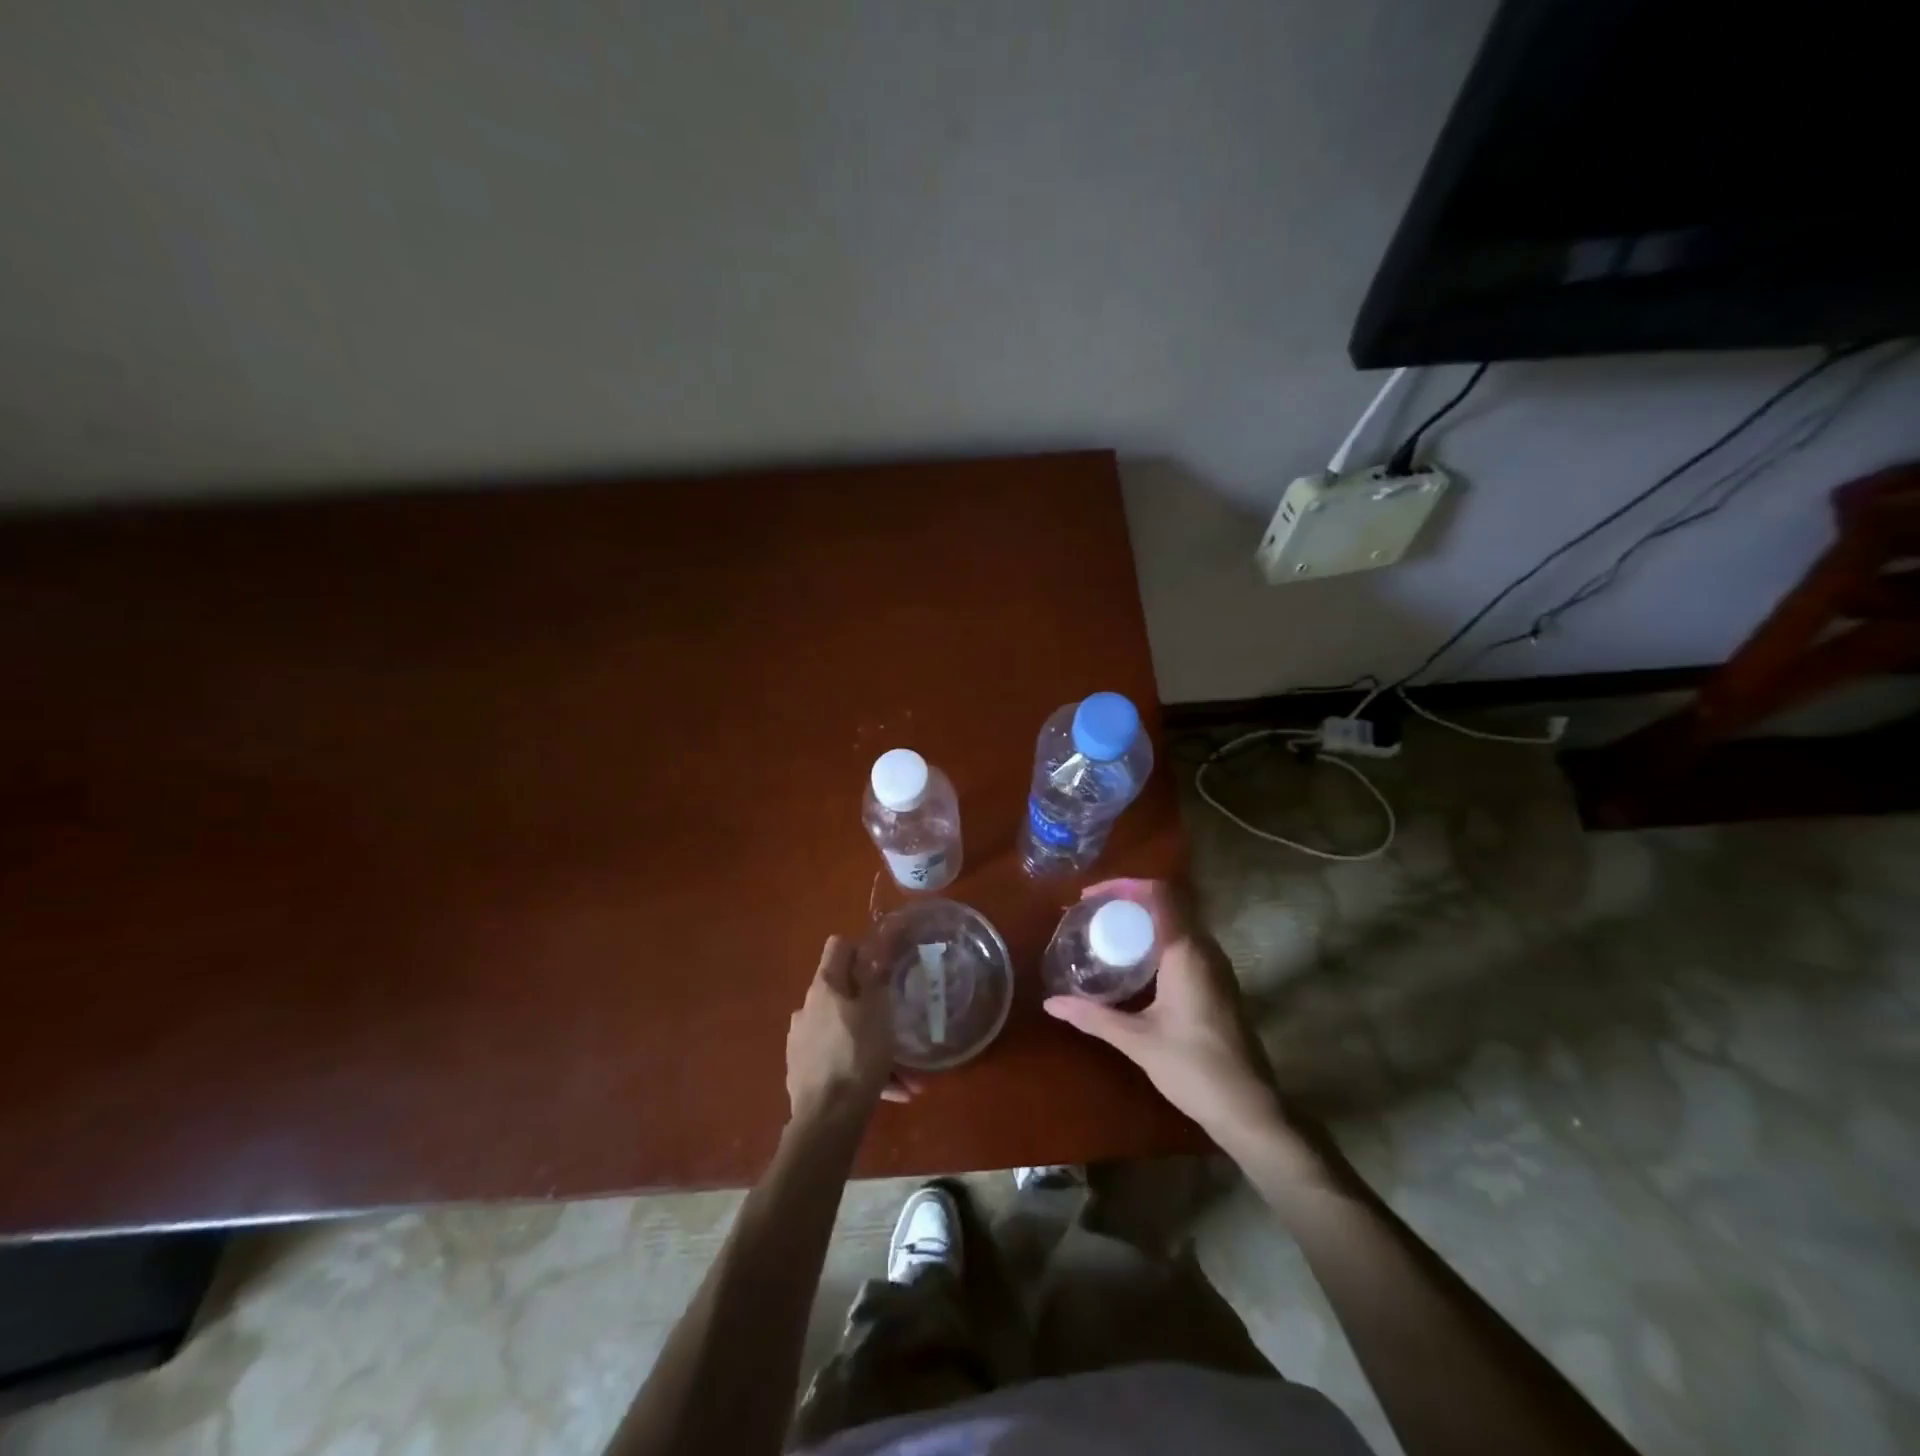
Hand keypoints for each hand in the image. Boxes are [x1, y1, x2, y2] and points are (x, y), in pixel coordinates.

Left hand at [786, 935, 919, 1123]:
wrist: (827, 1120)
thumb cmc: (859, 1055)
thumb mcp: (878, 1011)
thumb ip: (872, 978)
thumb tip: (866, 952)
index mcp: (824, 987)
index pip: (838, 947)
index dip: (861, 950)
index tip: (881, 967)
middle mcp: (806, 1008)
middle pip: (842, 994)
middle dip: (872, 1008)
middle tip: (897, 1026)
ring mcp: (800, 1042)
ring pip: (844, 1033)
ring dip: (872, 1046)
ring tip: (905, 1075)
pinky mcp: (802, 1072)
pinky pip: (837, 1060)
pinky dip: (860, 1069)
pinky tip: (890, 1091)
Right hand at [1044, 879, 1285, 1148]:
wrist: (1249, 1109)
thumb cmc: (1193, 1068)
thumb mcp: (1137, 1041)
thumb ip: (1093, 1016)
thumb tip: (1050, 1003)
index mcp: (1186, 952)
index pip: (1159, 893)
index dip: (1123, 885)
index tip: (1091, 896)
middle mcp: (1206, 949)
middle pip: (1168, 903)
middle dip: (1128, 900)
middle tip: (1092, 914)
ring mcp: (1217, 966)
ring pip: (1178, 923)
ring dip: (1144, 919)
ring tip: (1107, 932)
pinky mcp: (1219, 983)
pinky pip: (1185, 942)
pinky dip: (1157, 938)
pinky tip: (1134, 963)